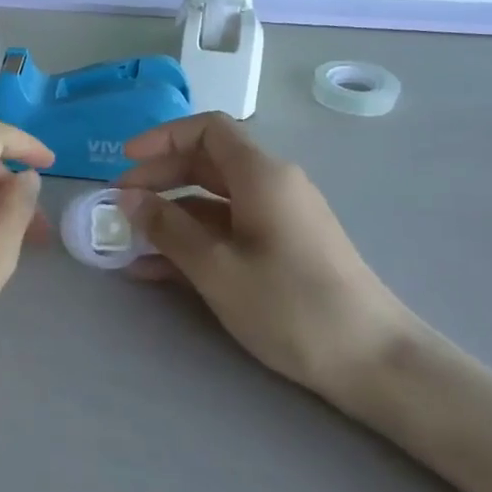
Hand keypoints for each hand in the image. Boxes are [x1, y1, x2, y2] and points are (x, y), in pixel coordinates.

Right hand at [120, 113, 421, 403]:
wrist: (373, 361)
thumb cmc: (291, 306)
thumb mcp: (217, 268)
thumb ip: (168, 229)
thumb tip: (128, 199)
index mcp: (261, 175)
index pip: (208, 130)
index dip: (162, 138)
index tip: (125, 162)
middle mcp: (271, 186)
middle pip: (206, 164)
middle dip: (157, 180)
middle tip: (117, 207)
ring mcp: (278, 219)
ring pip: (212, 202)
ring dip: (169, 217)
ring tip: (126, 244)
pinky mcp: (281, 249)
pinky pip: (227, 231)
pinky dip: (192, 241)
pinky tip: (155, 270)